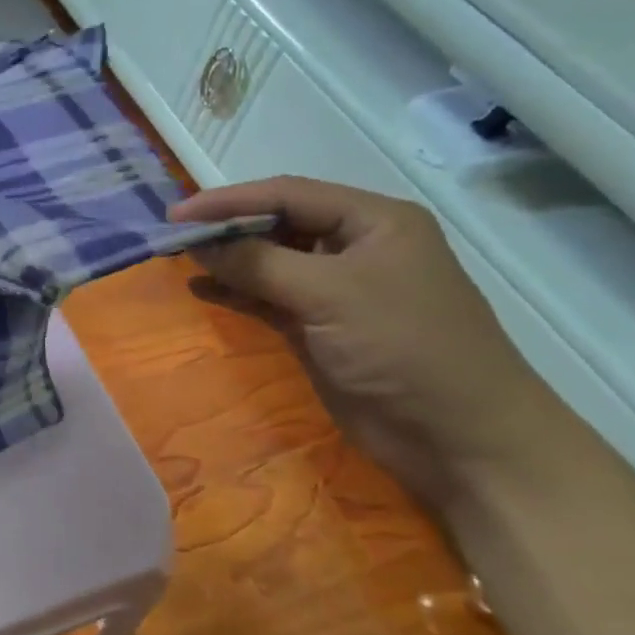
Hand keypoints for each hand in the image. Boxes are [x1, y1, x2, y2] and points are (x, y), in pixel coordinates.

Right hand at [171, 176, 565, 514]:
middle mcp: (355, 246)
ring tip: (180, 259)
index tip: (178, 214)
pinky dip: (235, 291)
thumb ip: (258, 263)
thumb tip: (197, 244)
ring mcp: (336, 289)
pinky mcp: (320, 326)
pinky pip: (267, 297)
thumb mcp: (329, 294)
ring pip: (269, 260)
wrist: (460, 440)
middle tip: (173, 236)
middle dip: (226, 228)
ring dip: (227, 259)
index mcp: (373, 221)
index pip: (288, 194)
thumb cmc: (404, 347)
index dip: (229, 200)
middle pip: (277, 224)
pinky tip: (201, 289)